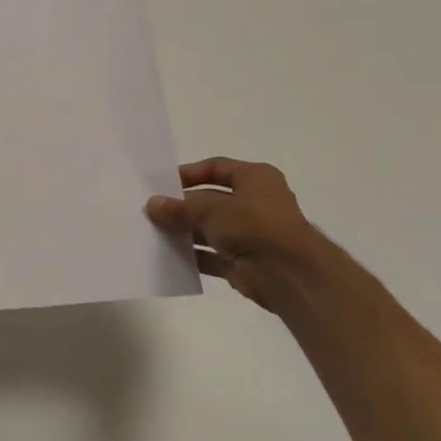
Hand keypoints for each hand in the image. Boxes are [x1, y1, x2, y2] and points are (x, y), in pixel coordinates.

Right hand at [146, 158, 322, 317]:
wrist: (288, 273)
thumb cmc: (253, 224)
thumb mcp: (210, 209)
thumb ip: (179, 208)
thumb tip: (152, 205)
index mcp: (255, 178)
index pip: (216, 168)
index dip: (189, 174)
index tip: (162, 183)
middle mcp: (255, 203)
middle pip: (211, 200)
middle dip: (183, 207)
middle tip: (153, 211)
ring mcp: (251, 234)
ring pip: (211, 229)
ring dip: (186, 232)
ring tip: (155, 233)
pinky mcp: (245, 263)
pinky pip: (214, 256)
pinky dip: (195, 256)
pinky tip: (170, 256)